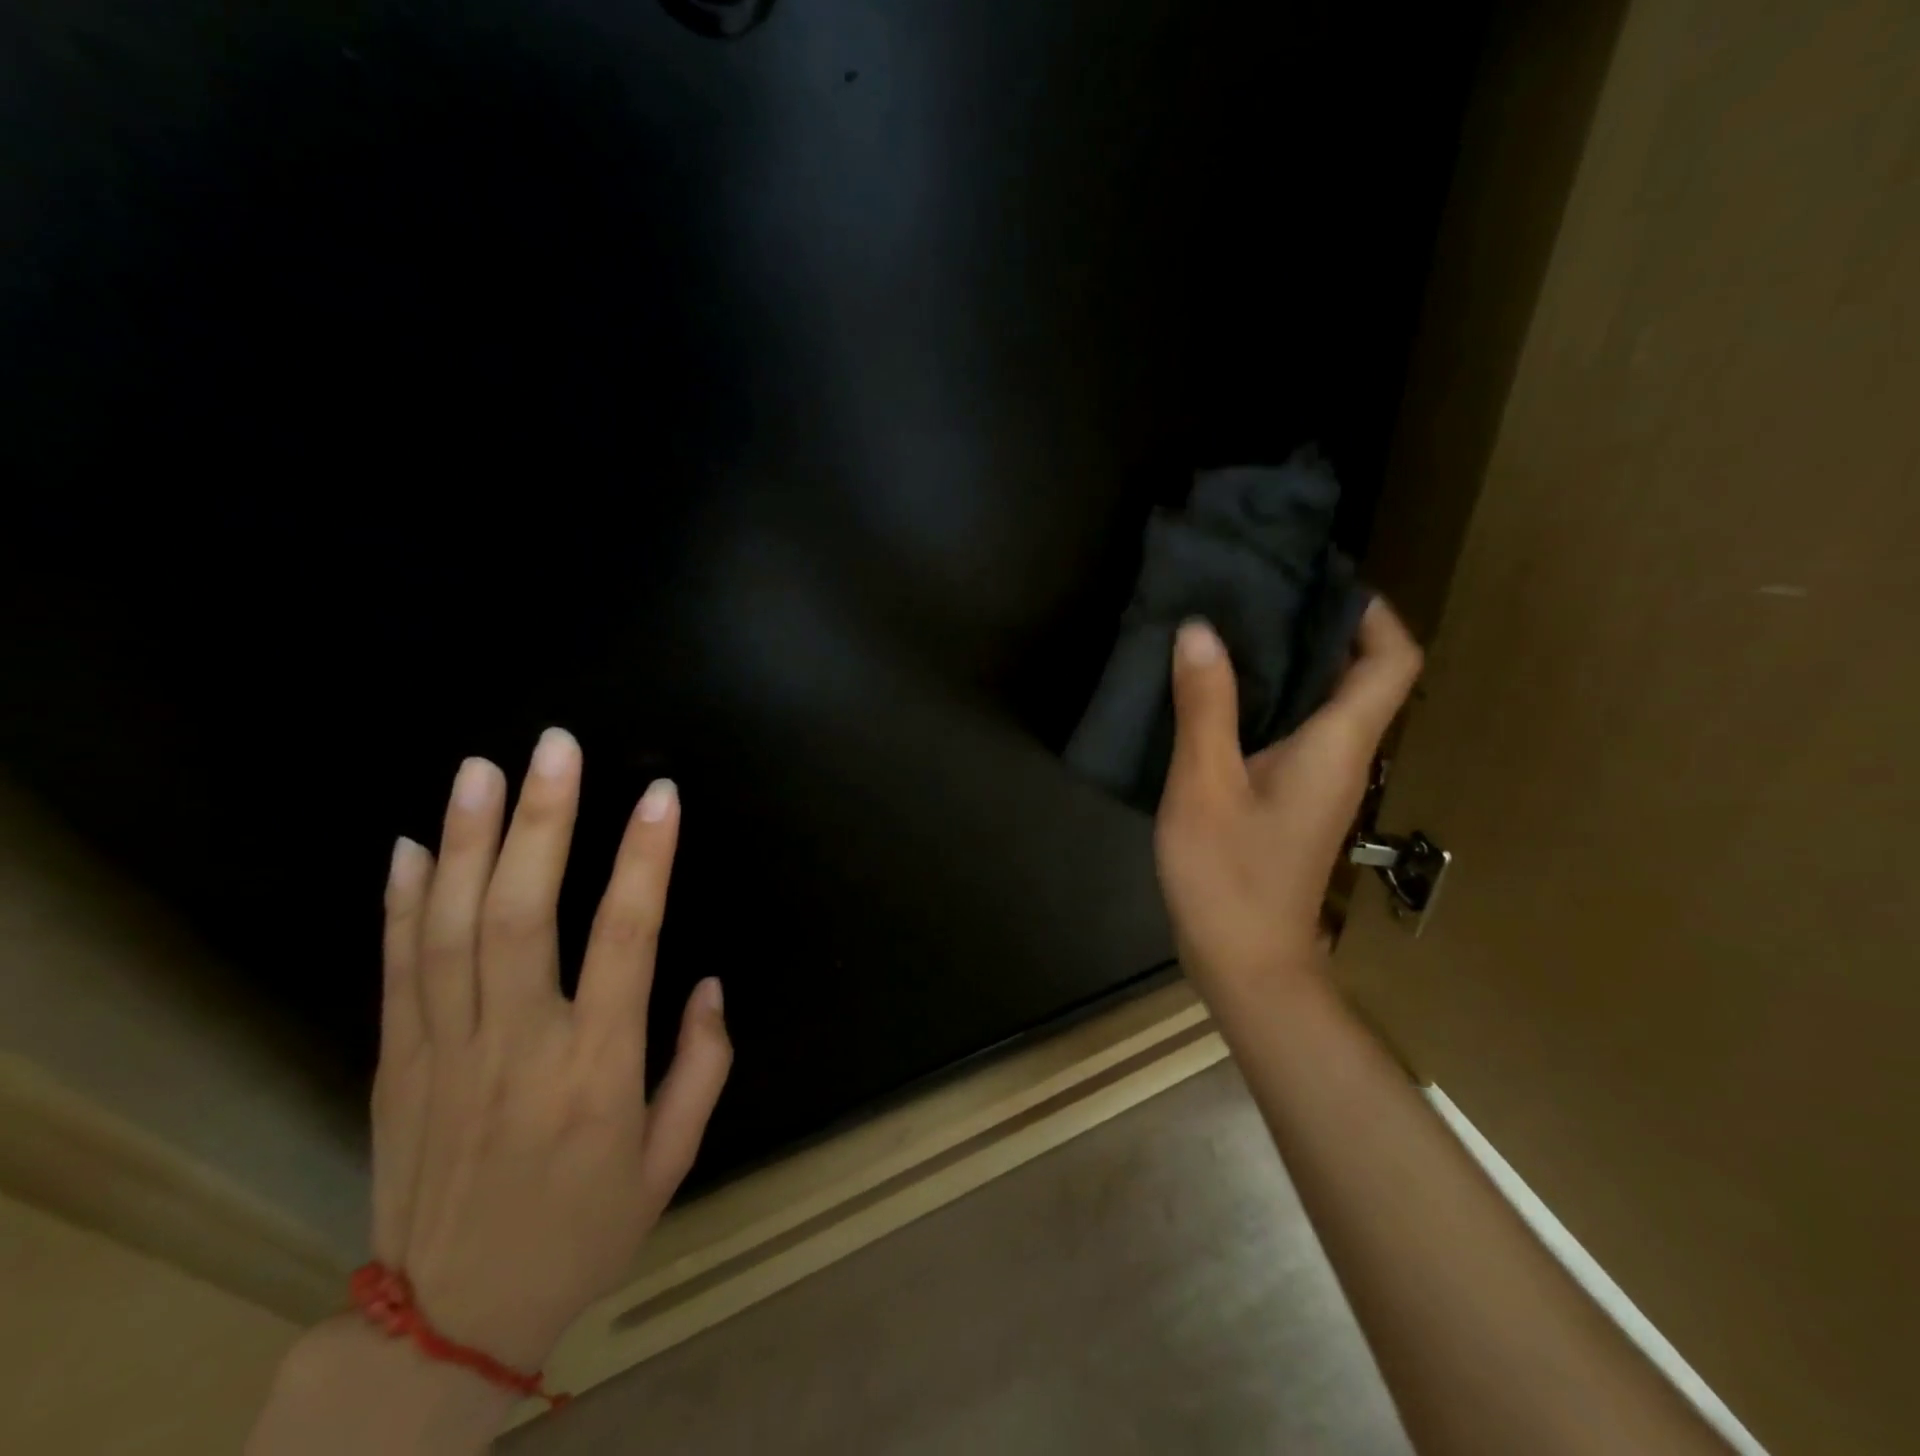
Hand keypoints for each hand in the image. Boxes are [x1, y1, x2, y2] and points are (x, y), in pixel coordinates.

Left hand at [372, 729, 730, 1373]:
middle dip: (541, 822)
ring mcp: (443, 1053)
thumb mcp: (672, 1162)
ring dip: (468, 841)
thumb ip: (702, 1067)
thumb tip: (707, 983)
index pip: (626, 939)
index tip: (661, 795)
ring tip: (483, 769)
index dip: (645, 859)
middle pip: (521, 915)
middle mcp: (517, 1047)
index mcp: (597, 1071)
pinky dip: (403, 902)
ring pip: (450, 929)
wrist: (446, 1325)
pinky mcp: (395, 1065)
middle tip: (555, 748)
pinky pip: (396, 970)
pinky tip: (415, 843)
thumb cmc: (582, 1231)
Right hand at [1154, 600, 1422, 1001]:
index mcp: (1338, 746)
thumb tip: (1200, 630)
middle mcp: (1344, 756)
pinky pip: (1295, 730)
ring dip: (1290, 662)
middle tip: (1258, 591)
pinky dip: (1268, 699)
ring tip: (1231, 627)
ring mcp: (1320, 781)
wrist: (1245, 962)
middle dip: (1320, 626)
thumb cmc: (1228, 876)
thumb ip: (1205, 707)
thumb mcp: (1204, 785)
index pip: (1392, 662)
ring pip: (1325, 702)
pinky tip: (1217, 692)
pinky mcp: (1293, 798)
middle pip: (1360, 675)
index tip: (1319, 580)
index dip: (1372, 613)